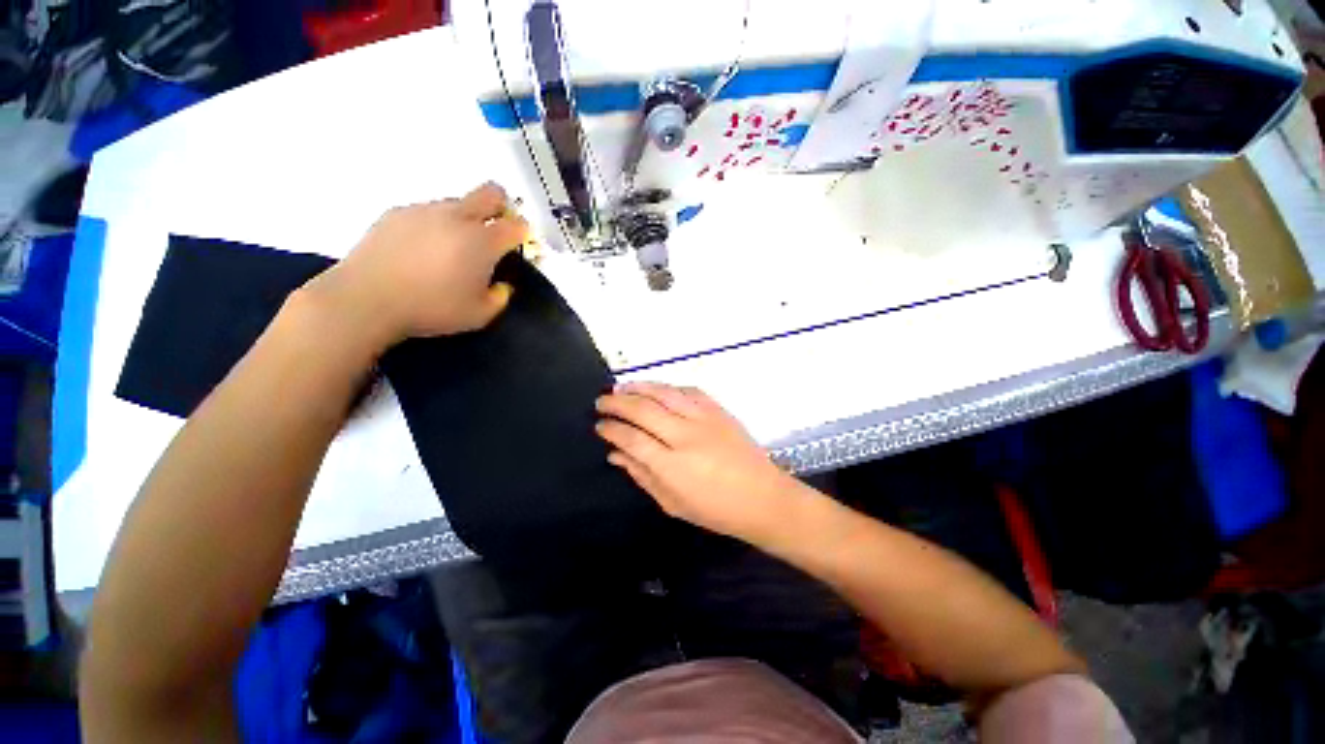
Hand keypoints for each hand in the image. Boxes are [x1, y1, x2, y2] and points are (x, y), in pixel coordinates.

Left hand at [305, 182, 528, 349]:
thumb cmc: (432, 308)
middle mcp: (457, 217)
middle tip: (495, 229)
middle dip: (501, 205)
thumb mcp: (479, 315)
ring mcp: (425, 210)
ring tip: (449, 249)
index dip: (524, 233)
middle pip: (490, 192)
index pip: (516, 225)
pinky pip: (426, 211)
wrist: (367, 299)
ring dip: (464, 219)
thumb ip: (499, 298)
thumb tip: (501, 286)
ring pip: (456, 202)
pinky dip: (433, 225)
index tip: (519, 244)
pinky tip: (420, 250)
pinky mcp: (397, 212)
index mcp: (483, 241)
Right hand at [595, 382, 808, 546]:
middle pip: (643, 410)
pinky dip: (668, 387)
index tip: (600, 425)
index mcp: (672, 466)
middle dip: (617, 403)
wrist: (762, 497)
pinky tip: (657, 389)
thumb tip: (615, 454)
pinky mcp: (718, 410)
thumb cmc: (715, 509)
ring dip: (639, 387)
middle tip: (602, 401)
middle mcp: (685, 436)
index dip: (611, 429)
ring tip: (621, 387)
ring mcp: (704, 419)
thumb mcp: (672, 503)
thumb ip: (641, 476)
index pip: (631, 438)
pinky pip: (688, 390)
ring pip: (664, 393)